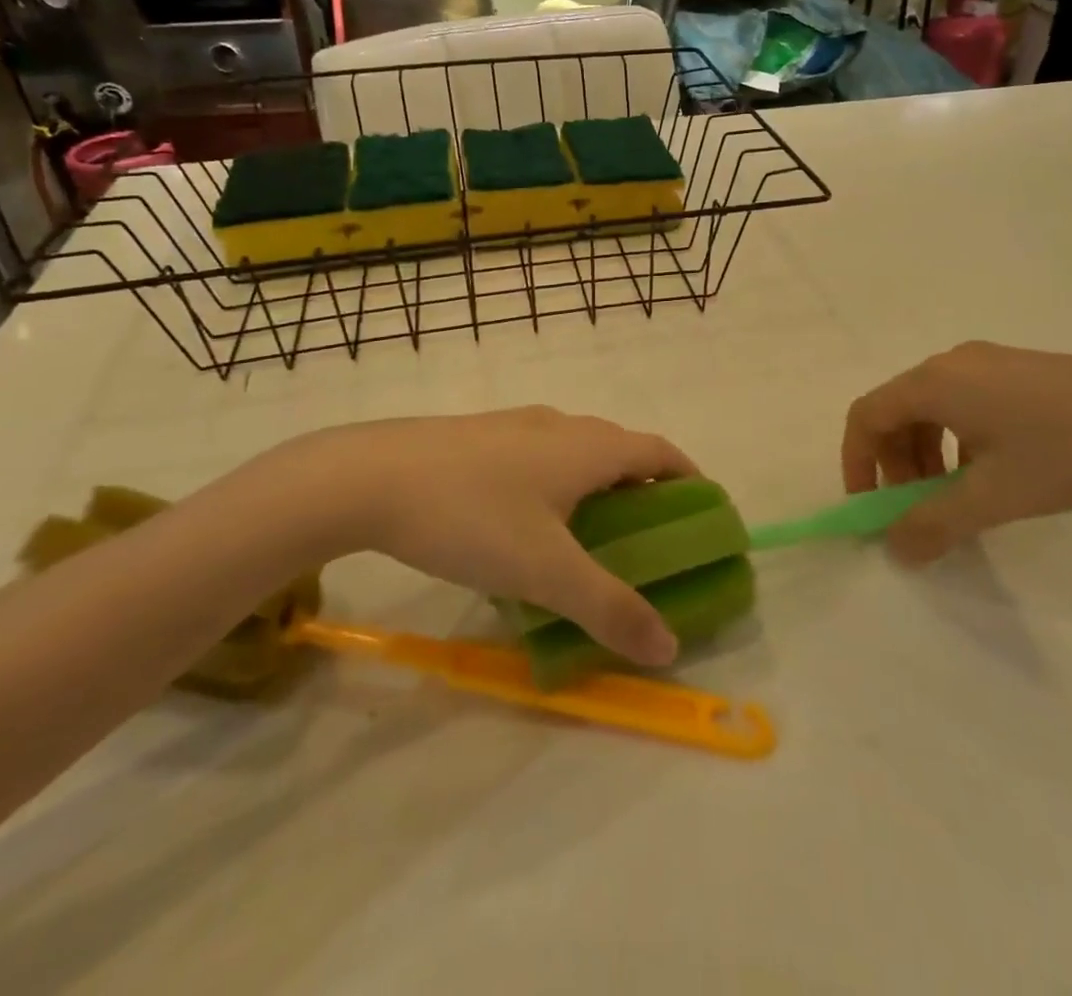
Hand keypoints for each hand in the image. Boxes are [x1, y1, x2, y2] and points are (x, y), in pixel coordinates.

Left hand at [236, 408, 695, 667]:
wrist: (369, 477)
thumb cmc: (472, 516)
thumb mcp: (546, 572)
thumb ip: (610, 608)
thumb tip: (669, 647)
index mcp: (589, 446)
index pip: (660, 452)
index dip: (689, 478)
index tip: (702, 512)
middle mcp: (560, 424)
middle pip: (620, 450)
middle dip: (644, 488)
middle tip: (647, 539)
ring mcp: (515, 426)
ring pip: (575, 452)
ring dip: (597, 485)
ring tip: (590, 536)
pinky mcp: (478, 437)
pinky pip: (538, 457)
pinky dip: (555, 484)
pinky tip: (524, 525)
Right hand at [842, 342, 1071, 563]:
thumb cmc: (1066, 452)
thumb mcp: (994, 496)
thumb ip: (935, 524)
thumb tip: (894, 549)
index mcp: (936, 382)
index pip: (867, 415)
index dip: (857, 461)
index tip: (871, 506)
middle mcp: (954, 363)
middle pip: (897, 410)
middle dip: (895, 463)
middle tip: (917, 508)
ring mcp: (990, 362)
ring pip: (932, 407)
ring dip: (926, 454)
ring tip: (955, 495)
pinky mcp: (1020, 370)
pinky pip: (965, 402)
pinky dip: (957, 439)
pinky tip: (993, 471)